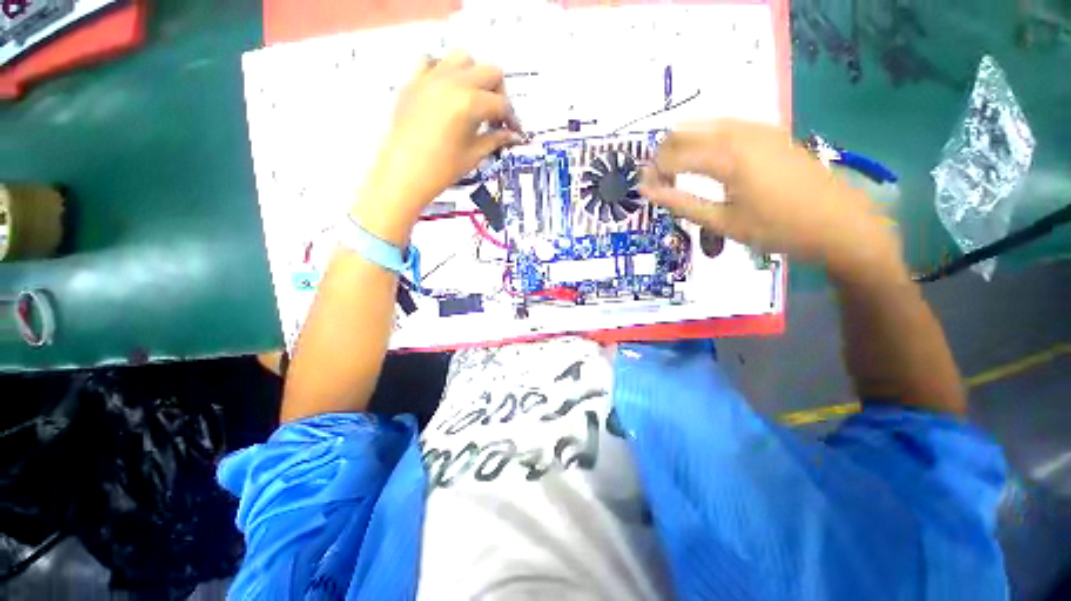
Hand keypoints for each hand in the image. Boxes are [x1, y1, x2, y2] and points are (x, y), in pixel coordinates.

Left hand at [354, 51, 523, 243]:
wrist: (405, 172)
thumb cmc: (443, 169)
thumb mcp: (474, 155)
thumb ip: (496, 139)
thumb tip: (513, 136)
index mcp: (471, 103)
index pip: (502, 104)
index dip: (512, 118)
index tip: (514, 131)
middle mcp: (453, 81)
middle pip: (489, 71)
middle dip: (499, 93)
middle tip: (496, 116)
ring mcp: (431, 77)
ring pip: (463, 58)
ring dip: (474, 76)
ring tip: (473, 100)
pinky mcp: (414, 80)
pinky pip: (432, 61)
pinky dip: (444, 71)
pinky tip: (446, 92)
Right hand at [640, 120, 902, 281]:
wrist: (840, 224)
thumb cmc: (777, 229)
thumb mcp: (722, 221)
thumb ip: (680, 203)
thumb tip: (646, 191)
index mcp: (727, 157)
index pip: (672, 154)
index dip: (652, 171)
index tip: (645, 189)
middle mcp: (740, 132)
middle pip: (684, 131)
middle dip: (663, 155)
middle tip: (659, 182)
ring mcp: (758, 128)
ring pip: (703, 124)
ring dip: (683, 146)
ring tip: (677, 174)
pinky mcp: (769, 131)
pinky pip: (724, 126)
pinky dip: (704, 140)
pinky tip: (705, 162)